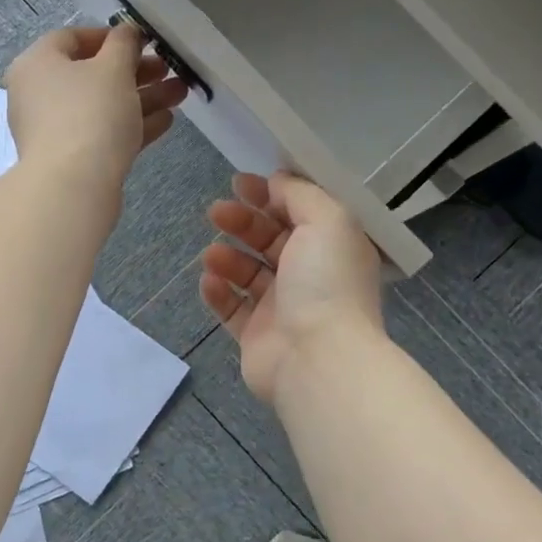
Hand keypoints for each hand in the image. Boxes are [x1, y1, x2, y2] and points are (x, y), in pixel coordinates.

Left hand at [5, 25, 187, 194]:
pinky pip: (104, 133)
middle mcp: (40, 94)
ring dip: (142, 98)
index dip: (110, 36)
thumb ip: (124, 45)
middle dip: (135, 71)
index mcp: (38, 64)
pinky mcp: (72, 159)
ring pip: (103, 106)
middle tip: (169, 69)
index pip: (72, 38)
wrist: (73, 186)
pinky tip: (166, 121)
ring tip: (180, 94)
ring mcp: (55, 130)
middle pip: (92, 75)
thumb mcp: (113, 69)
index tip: (142, 41)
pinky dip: (132, 125)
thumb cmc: (90, 113)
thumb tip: (128, 32)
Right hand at [199, 172, 384, 403]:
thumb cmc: (326, 282)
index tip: (241, 183)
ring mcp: (283, 309)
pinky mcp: (258, 337)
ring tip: (212, 254)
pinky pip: (232, 309)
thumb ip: (301, 194)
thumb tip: (277, 182)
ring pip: (248, 273)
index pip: (300, 212)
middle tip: (217, 212)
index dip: (271, 195)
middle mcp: (310, 276)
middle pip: (270, 240)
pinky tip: (208, 280)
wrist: (317, 359)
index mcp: (333, 248)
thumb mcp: (327, 220)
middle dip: (243, 222)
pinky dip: (218, 293)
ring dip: (227, 257)